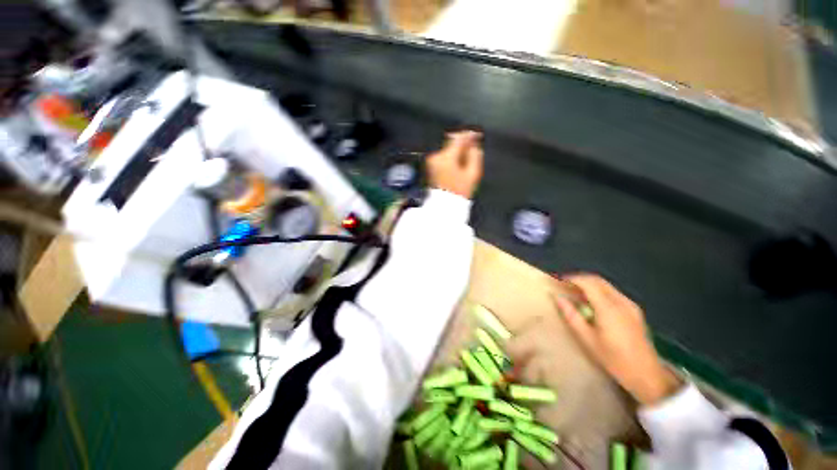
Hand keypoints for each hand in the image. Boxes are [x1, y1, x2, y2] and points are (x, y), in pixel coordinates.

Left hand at [427, 131, 483, 198]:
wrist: (444, 205)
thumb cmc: (460, 191)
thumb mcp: (473, 174)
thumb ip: (475, 155)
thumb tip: (473, 144)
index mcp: (447, 158)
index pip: (458, 138)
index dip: (469, 135)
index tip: (477, 135)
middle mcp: (437, 156)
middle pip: (451, 141)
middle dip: (462, 143)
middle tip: (473, 146)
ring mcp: (432, 161)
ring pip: (447, 148)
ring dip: (456, 150)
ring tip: (466, 158)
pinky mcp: (430, 165)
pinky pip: (443, 156)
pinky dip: (450, 156)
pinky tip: (457, 163)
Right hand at [550, 274, 681, 405]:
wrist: (647, 375)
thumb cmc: (614, 359)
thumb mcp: (587, 339)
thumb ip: (572, 316)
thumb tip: (558, 298)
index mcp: (609, 308)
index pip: (588, 283)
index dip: (572, 279)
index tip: (559, 281)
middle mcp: (621, 302)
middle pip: (598, 281)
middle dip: (580, 279)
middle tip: (566, 286)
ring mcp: (631, 306)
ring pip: (607, 286)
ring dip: (590, 285)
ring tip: (577, 295)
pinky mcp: (635, 311)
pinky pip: (614, 293)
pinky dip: (600, 292)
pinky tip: (594, 304)